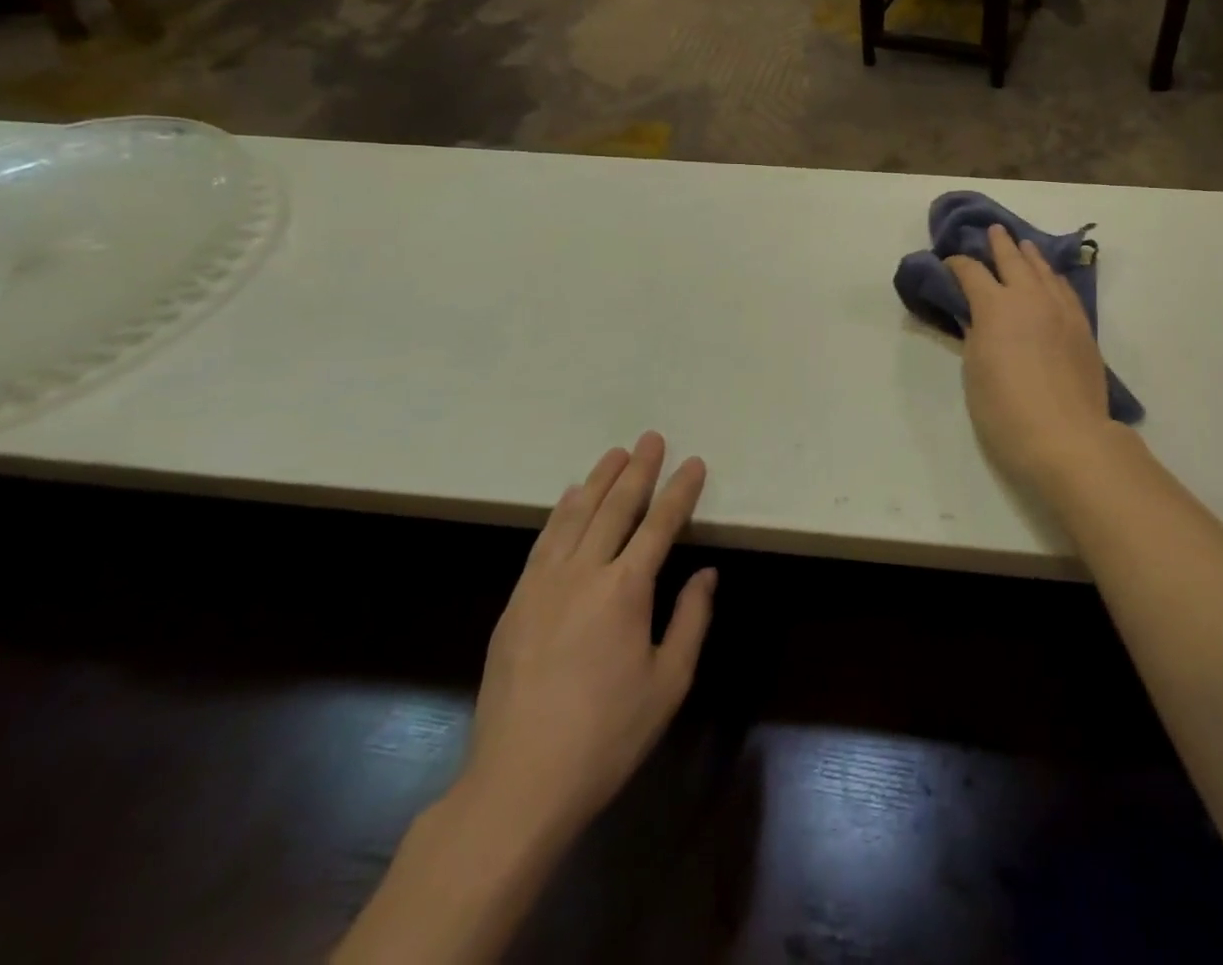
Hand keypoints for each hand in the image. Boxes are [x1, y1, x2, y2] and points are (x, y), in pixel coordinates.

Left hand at [461, 433, 716, 843]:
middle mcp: (584, 574)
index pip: (660, 525)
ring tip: (614, 454)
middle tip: (651, 438)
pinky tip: (569, 498)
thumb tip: (706, 574)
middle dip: (638, 471)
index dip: (680, 491)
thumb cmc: (607, 735)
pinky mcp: (516, 604)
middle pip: (615, 508)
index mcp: (626, 590)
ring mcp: (543, 586)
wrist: (519, 783)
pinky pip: (543, 542)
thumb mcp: (668, 682)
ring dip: (598, 481)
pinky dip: (560, 513)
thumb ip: (690, 619)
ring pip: (575, 517)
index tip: (693, 463)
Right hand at [946, 225, 1122, 494]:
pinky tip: (1051, 279)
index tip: (949, 263)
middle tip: (992, 231)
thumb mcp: (975, 371)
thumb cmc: (1006, 411)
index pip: (971, 272)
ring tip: (1023, 245)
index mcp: (995, 307)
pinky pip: (1065, 290)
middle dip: (999, 244)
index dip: (958, 264)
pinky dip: (1053, 277)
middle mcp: (1029, 297)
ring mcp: (1061, 310)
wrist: (1067, 438)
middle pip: (1012, 260)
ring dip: (1030, 255)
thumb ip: (975, 335)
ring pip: (1044, 271)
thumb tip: (977, 317)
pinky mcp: (1083, 327)